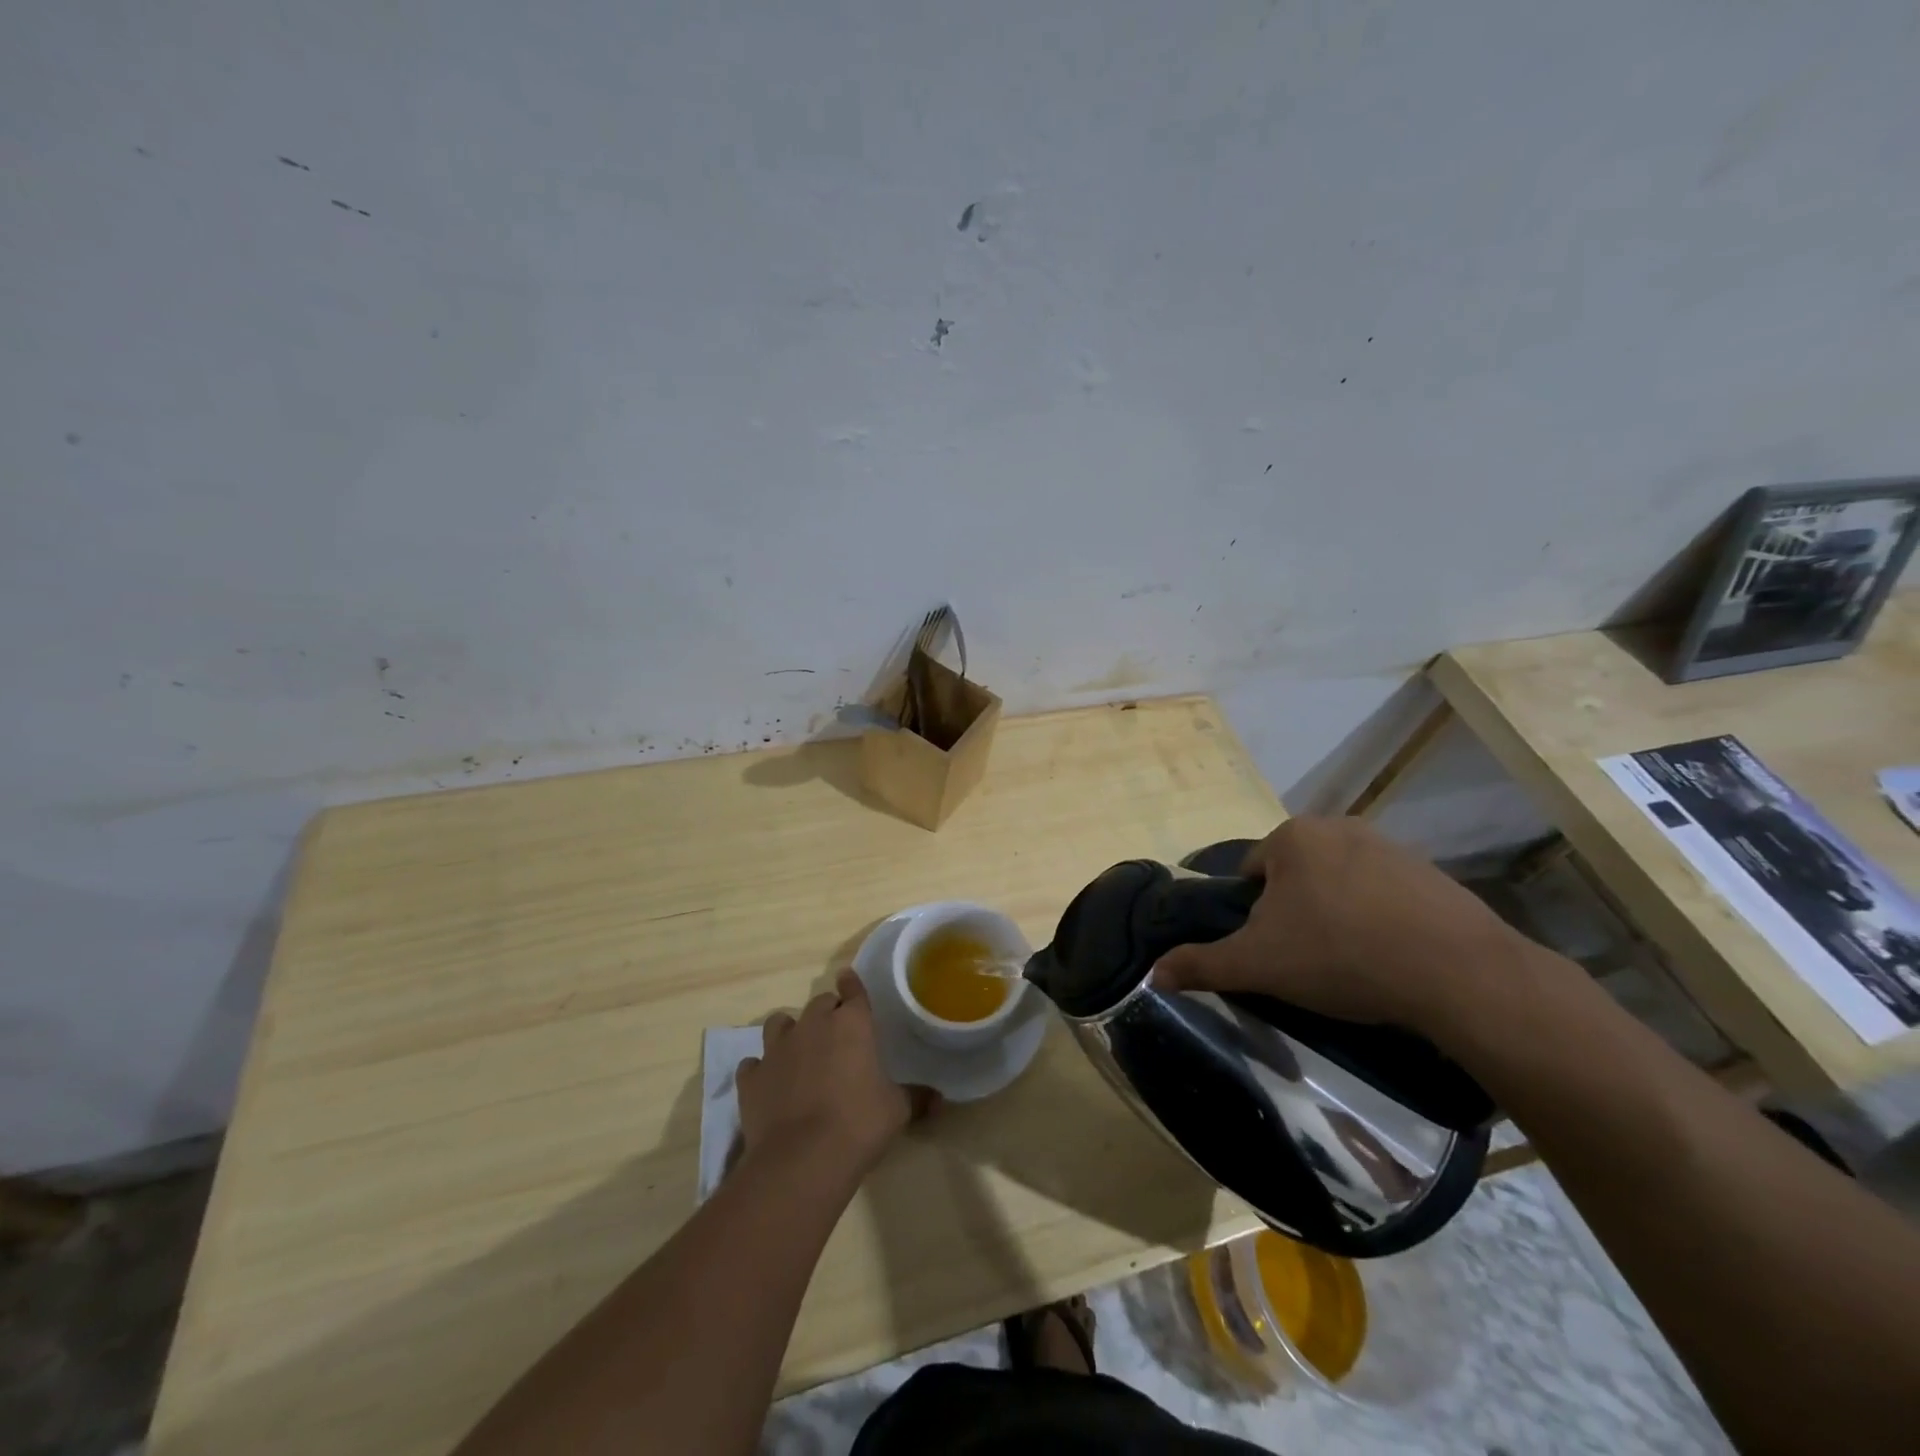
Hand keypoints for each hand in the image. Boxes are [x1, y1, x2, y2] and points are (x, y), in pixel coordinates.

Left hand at [738, 970, 922, 1182]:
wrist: (801, 1160)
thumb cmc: (859, 1124)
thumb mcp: (897, 1111)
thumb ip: (916, 1098)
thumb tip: (940, 1099)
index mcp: (851, 1024)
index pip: (852, 990)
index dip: (852, 985)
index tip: (848, 980)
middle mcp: (813, 1025)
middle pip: (819, 1003)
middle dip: (827, 1013)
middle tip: (836, 1035)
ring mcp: (777, 1049)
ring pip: (779, 1023)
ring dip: (789, 1032)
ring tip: (797, 1052)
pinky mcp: (752, 1077)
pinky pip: (754, 1064)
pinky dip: (762, 1070)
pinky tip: (769, 1085)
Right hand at [1154, 818, 1526, 1039]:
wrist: (1456, 973)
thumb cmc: (1340, 955)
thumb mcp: (1257, 964)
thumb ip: (1201, 964)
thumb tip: (1153, 975)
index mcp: (1293, 836)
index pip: (1252, 871)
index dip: (1253, 914)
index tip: (1271, 950)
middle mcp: (1339, 827)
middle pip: (1296, 875)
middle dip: (1295, 912)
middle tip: (1306, 959)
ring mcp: (1391, 846)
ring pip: (1340, 883)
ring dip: (1337, 914)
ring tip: (1350, 963)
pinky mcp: (1432, 873)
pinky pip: (1385, 895)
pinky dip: (1379, 919)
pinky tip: (1390, 958)